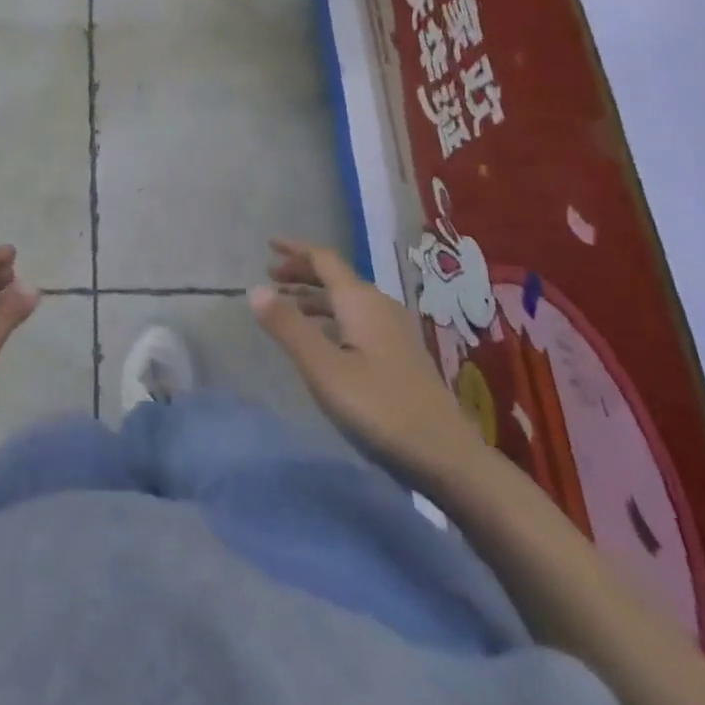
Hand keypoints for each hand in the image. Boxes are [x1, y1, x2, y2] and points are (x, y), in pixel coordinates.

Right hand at [250, 239, 483, 480]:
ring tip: (288, 306)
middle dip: (302, 272)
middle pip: (336, 277)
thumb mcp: (324, 369)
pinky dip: (331, 318)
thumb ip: (289, 327)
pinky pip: (357, 320)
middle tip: (271, 277)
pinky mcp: (401, 356)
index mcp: (361, 301)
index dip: (295, 250)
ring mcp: (394, 332)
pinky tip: (323, 340)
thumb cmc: (381, 409)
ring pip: (347, 301)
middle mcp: (379, 306)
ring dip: (315, 297)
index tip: (269, 244)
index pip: (324, 259)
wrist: (449, 459)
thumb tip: (255, 288)